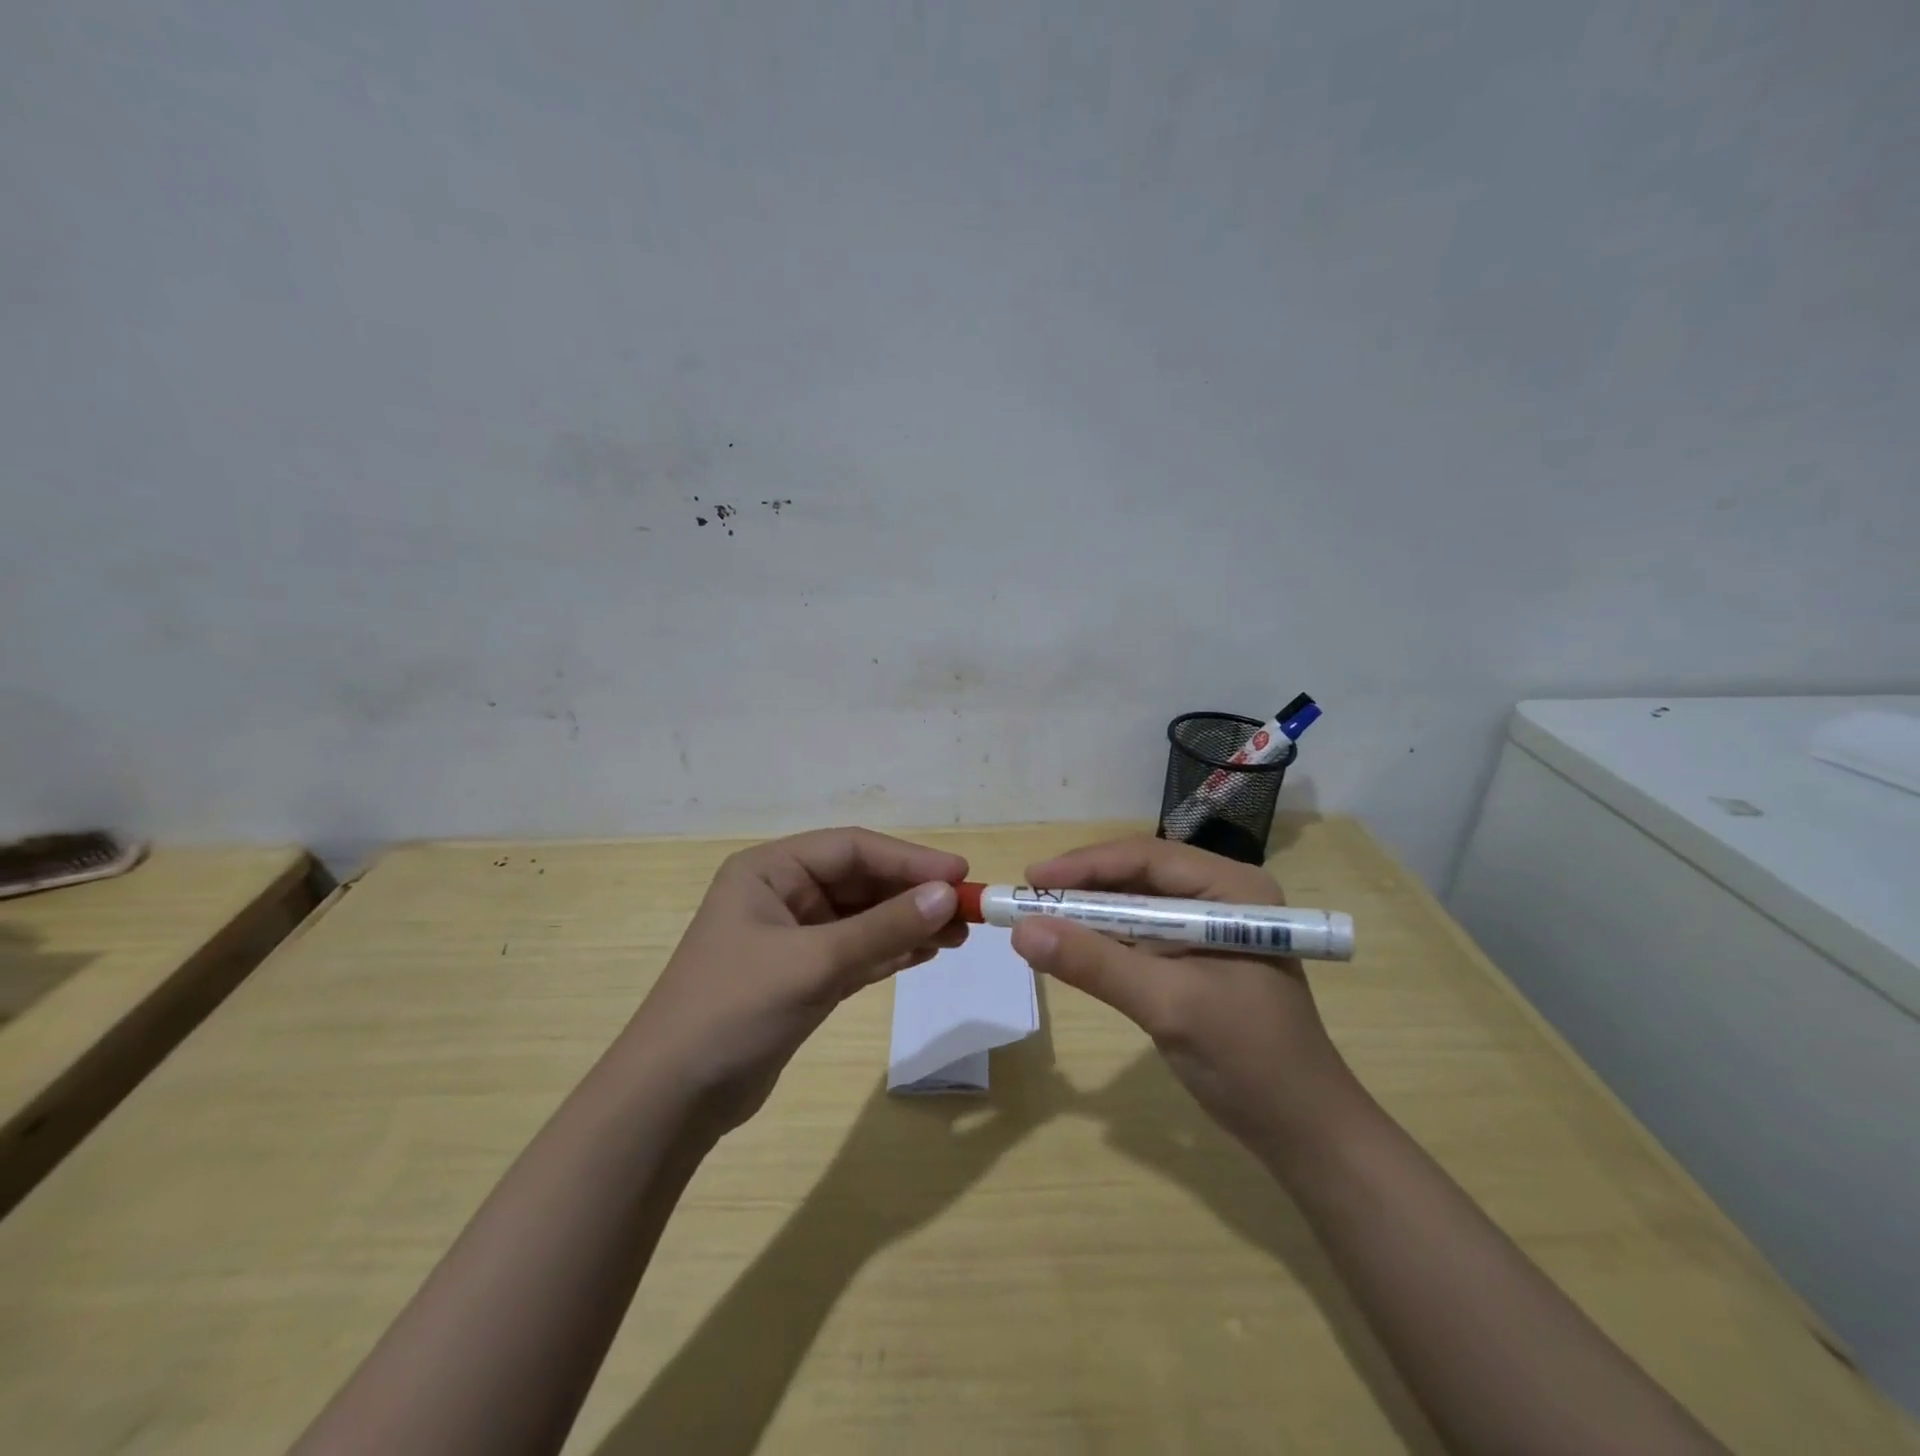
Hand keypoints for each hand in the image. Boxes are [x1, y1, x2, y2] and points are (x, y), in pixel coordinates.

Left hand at [624, 828, 967, 1135]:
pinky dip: (889, 951)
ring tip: (957, 934)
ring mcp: (791, 937)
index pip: (851, 849)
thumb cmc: (734, 1011)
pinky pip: (856, 952)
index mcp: (769, 871)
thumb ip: (883, 928)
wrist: (671, 1100)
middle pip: (859, 881)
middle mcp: (781, 894)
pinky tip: (926, 953)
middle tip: (966, 910)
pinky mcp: (801, 976)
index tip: (959, 874)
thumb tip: (948, 895)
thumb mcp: (814, 963)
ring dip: (907, 923)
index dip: (908, 858)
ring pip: (862, 918)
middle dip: (912, 894)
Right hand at [1008, 835, 1356, 1152]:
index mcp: (1233, 889)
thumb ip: (1094, 963)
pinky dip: (1106, 940)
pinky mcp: (1198, 958)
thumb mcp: (1167, 1004)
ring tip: (1039, 919)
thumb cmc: (1246, 1059)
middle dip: (1084, 887)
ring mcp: (1211, 927)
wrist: (1302, 1131)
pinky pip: (1142, 935)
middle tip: (1028, 899)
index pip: (1147, 857)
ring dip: (1090, 913)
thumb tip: (1021, 931)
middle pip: (1139, 876)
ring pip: (1137, 905)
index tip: (1031, 880)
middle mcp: (1222, 896)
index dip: (1085, 866)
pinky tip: (1073, 946)